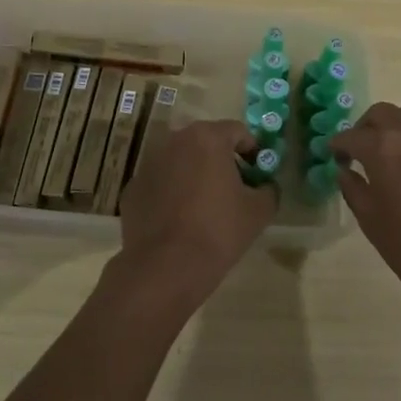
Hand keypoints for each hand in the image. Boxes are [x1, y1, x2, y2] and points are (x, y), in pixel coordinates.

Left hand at [113, 118, 275, 310]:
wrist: (165, 268)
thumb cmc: (218, 231)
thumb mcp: (259, 211)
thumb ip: (268, 189)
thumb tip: (264, 186)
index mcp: (207, 138)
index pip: (237, 131)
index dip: (252, 150)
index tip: (258, 173)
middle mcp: (174, 141)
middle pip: (206, 143)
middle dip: (222, 160)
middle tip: (235, 188)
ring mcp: (148, 164)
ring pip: (180, 162)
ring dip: (194, 175)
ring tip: (205, 206)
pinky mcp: (132, 189)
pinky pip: (160, 183)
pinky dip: (172, 193)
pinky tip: (180, 221)